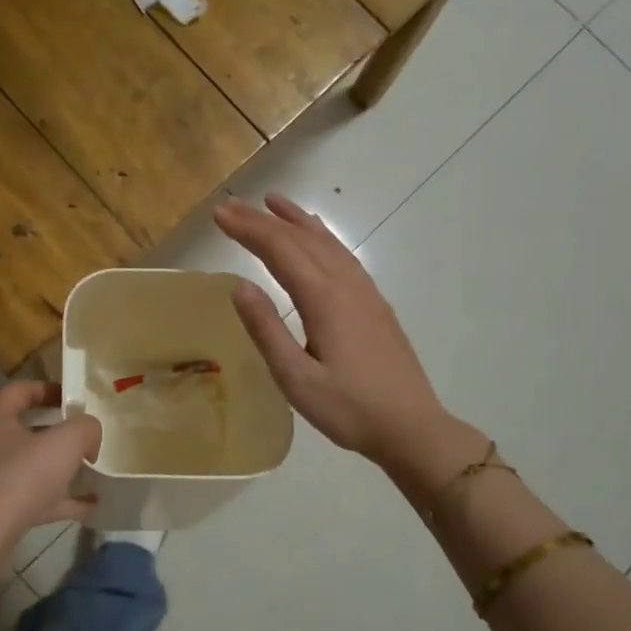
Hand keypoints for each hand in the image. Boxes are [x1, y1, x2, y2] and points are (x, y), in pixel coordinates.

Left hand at [0, 382, 101, 595]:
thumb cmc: (20, 479)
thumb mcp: (65, 443)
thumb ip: (85, 428)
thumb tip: (89, 434)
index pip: (21, 391)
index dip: (50, 390)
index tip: (76, 399)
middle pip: (24, 430)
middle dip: (58, 434)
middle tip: (85, 439)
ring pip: (27, 467)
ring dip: (58, 470)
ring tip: (91, 474)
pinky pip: (29, 499)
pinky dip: (56, 500)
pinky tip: (87, 508)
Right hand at [215, 194, 481, 493]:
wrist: (411, 427)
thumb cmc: (348, 409)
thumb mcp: (296, 378)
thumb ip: (267, 330)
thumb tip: (239, 286)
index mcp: (324, 300)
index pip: (279, 250)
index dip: (248, 229)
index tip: (219, 214)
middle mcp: (346, 285)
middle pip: (301, 239)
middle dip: (264, 220)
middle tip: (232, 205)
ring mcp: (365, 292)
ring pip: (327, 242)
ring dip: (296, 220)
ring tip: (273, 202)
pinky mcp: (375, 304)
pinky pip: (343, 255)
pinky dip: (322, 237)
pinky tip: (318, 238)